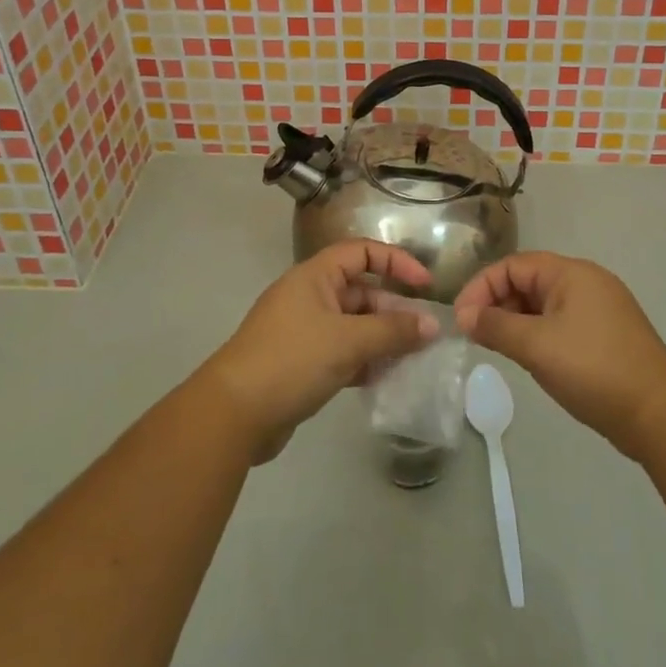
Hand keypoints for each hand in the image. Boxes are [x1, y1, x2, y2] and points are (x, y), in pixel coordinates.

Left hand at [203, 241, 439, 462]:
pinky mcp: (302, 363)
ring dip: (382, 339)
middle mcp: (309, 296)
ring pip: (354, 325)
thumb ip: (393, 331)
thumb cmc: (292, 361)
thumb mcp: (348, 341)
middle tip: (424, 336)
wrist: (233, 414)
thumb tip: (432, 325)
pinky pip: (342, 352)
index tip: (425, 286)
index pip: (362, 252)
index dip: (396, 262)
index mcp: (315, 276)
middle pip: (361, 291)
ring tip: (412, 359)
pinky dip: (364, 361)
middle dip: (393, 310)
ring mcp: (304, 331)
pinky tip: (384, 379)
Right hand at [454, 252, 665, 460]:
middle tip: (475, 335)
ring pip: (543, 304)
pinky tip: (529, 357)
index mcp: (571, 273)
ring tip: (497, 348)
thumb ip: (496, 326)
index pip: (513, 265)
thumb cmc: (593, 369)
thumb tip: (464, 316)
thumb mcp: (536, 346)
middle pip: (528, 281)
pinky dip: (537, 333)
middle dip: (497, 303)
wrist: (659, 414)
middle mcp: (585, 282)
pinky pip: (559, 323)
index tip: (461, 318)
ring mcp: (598, 309)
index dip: (482, 287)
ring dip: (515, 321)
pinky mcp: (605, 335)